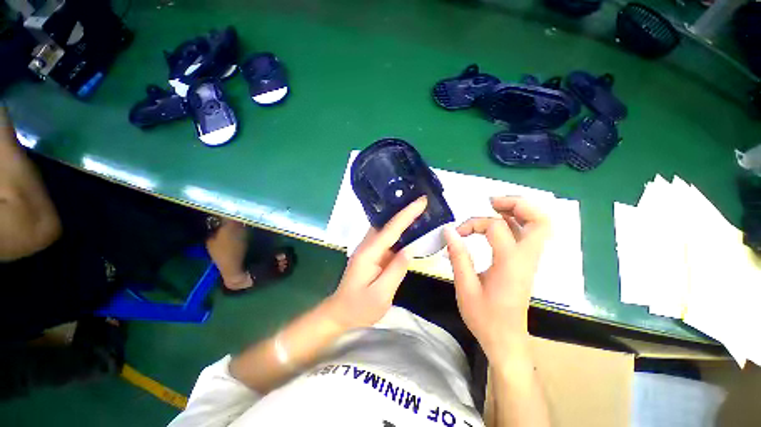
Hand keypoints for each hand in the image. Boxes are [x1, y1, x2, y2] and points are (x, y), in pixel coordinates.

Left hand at [326, 196, 427, 329]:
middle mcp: (367, 245)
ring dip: (401, 218)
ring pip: (386, 228)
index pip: (391, 229)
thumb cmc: (359, 308)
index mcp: (368, 253)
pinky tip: (410, 230)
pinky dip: (399, 231)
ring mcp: (369, 249)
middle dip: (404, 210)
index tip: (422, 201)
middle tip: (423, 201)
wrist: (340, 313)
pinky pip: (387, 238)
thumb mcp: (381, 294)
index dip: (407, 214)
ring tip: (420, 210)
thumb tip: (410, 249)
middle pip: (387, 223)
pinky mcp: (372, 254)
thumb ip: (396, 270)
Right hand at [443, 196, 549, 359]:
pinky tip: (498, 224)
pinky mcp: (527, 264)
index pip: (496, 227)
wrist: (506, 340)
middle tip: (491, 203)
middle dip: (517, 204)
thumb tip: (449, 230)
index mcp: (510, 264)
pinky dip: (517, 222)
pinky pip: (529, 235)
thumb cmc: (484, 317)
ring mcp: (531, 261)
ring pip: (539, 226)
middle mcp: (527, 258)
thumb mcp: (465, 287)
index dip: (473, 224)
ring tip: (494, 207)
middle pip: (540, 220)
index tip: (456, 234)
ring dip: (519, 211)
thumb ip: (458, 256)